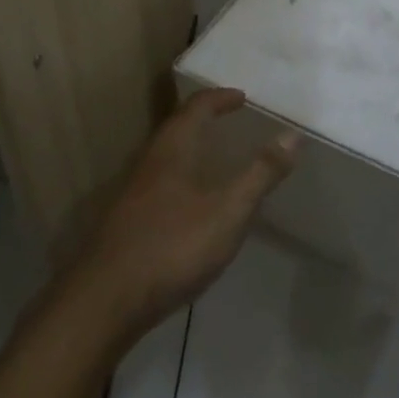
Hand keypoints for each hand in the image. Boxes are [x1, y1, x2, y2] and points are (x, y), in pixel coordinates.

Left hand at [61, 87, 299, 346]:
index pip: (197, 106)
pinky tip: (190, 203)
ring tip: (214, 157)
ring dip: (191, 146)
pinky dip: (181, 174)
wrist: (105, 300)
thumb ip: (260, 174)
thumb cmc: (172, 246)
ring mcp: (135, 189)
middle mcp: (151, 158)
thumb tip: (293, 135)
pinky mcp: (127, 219)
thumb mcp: (228, 212)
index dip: (220, 98)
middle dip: (204, 118)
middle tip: (230, 120)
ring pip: (167, 153)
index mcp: (174, 146)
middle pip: (178, 125)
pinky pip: (160, 180)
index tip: (242, 97)